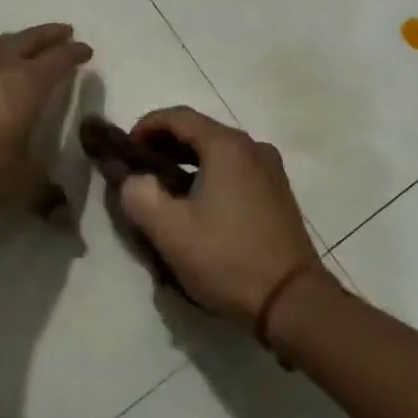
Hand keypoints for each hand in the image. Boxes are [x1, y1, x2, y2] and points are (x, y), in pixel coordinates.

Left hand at [0, 23, 92, 212]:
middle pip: (29, 41)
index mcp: (25, 85)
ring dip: (18, 40)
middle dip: (49, 35)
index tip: (86, 50)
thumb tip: (68, 223)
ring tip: (25, 43)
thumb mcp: (16, 186)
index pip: (57, 61)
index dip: (74, 54)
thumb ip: (44, 197)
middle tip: (64, 31)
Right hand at [116, 107, 329, 328]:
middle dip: (165, 146)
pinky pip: (236, 170)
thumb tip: (133, 180)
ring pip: (218, 153)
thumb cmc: (227, 258)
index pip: (178, 116)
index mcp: (226, 145)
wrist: (292, 301)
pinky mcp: (278, 193)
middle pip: (200, 131)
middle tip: (139, 171)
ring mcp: (270, 169)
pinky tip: (198, 205)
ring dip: (187, 163)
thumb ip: (139, 195)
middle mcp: (252, 147)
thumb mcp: (170, 230)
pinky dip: (210, 176)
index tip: (125, 149)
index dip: (146, 126)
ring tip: (163, 190)